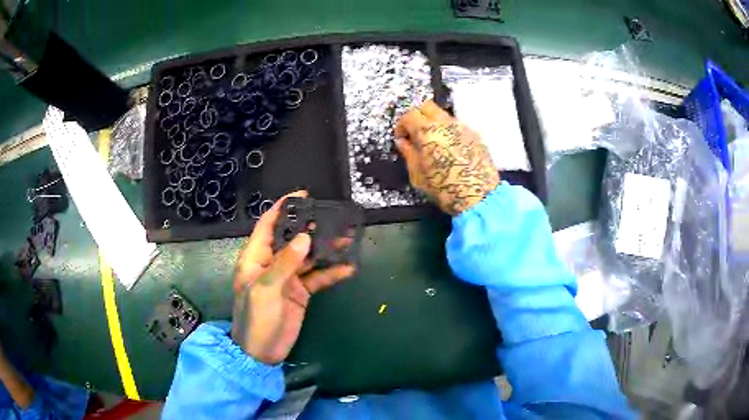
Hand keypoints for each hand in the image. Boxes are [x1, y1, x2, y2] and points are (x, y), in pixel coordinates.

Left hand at [231, 191, 355, 364]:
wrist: (262, 352)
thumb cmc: (256, 318)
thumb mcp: (266, 289)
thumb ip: (285, 263)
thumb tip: (305, 237)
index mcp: (256, 257)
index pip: (268, 225)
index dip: (283, 208)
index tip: (303, 195)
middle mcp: (272, 263)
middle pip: (293, 238)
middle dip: (311, 226)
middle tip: (334, 217)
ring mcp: (288, 278)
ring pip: (308, 257)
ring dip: (326, 248)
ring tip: (347, 237)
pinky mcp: (301, 292)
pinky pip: (318, 278)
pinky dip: (332, 273)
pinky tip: (349, 268)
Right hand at [395, 100, 499, 214]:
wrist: (479, 197)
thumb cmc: (444, 189)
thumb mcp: (418, 175)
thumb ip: (408, 154)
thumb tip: (403, 142)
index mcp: (427, 131)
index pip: (409, 115)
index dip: (401, 125)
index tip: (401, 138)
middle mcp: (445, 123)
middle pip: (427, 106)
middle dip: (417, 117)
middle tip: (415, 134)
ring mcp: (463, 127)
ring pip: (443, 115)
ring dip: (434, 124)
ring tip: (434, 143)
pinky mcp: (476, 135)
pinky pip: (458, 126)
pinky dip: (449, 132)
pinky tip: (451, 150)